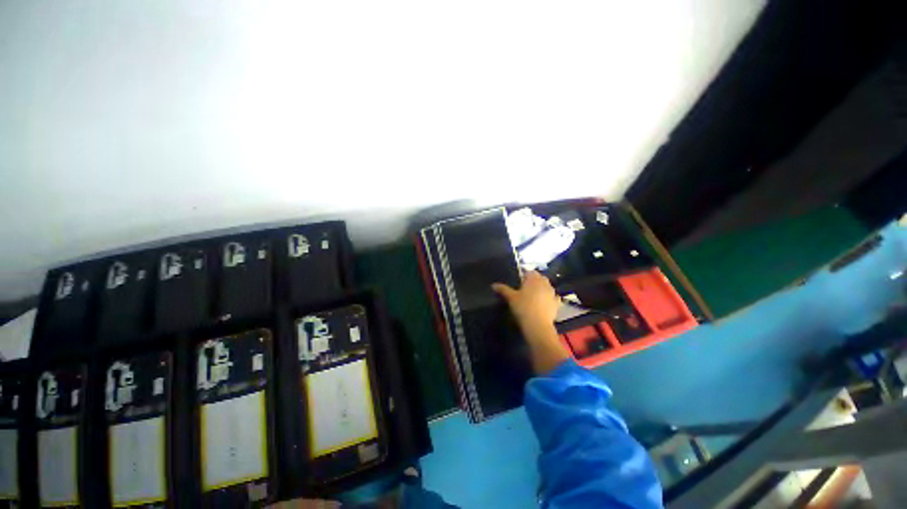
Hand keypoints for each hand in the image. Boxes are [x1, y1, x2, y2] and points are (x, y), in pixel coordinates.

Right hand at [493, 271, 569, 373]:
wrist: (537, 325)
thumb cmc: (523, 307)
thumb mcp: (510, 298)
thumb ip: (503, 289)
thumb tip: (493, 285)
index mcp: (534, 279)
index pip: (530, 272)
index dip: (524, 276)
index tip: (518, 283)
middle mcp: (545, 283)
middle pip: (539, 278)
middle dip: (533, 281)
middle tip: (524, 290)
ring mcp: (552, 293)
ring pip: (547, 287)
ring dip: (542, 289)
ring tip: (533, 297)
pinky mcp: (557, 303)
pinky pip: (553, 298)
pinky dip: (549, 299)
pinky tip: (544, 304)